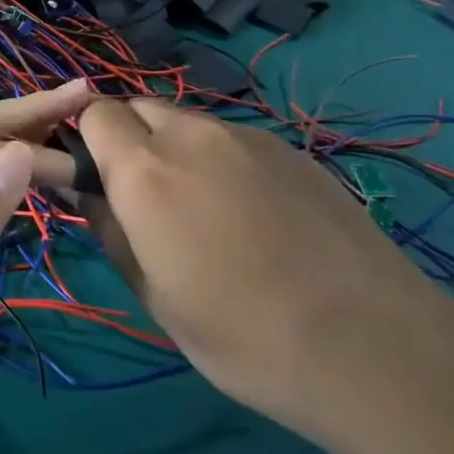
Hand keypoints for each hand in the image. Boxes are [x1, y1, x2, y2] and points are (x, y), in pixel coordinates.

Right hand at [76, 98, 453, 440]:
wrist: (371, 347)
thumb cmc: (242, 336)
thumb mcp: (154, 296)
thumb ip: (109, 229)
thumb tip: (83, 188)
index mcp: (145, 170)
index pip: (94, 112)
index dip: (85, 136)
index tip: (93, 175)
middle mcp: (191, 135)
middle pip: (139, 106)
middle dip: (128, 136)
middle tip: (143, 193)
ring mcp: (247, 136)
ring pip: (188, 121)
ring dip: (175, 147)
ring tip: (202, 206)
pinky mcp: (290, 150)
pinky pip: (233, 139)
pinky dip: (221, 160)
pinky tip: (253, 213)